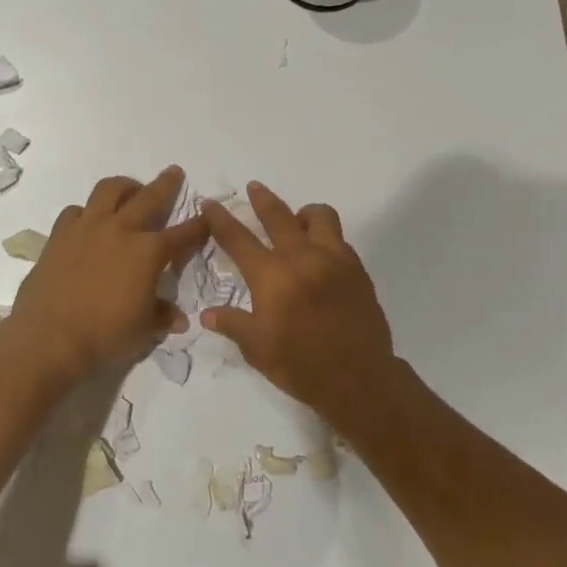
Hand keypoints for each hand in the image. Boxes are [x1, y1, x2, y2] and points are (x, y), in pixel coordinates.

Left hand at [8, 166, 209, 379]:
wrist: (49, 337)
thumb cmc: (104, 335)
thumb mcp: (143, 331)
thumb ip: (162, 316)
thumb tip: (179, 317)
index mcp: (148, 252)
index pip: (183, 234)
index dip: (199, 226)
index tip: (208, 217)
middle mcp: (120, 230)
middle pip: (148, 197)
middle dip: (166, 184)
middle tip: (173, 172)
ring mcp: (87, 227)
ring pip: (108, 190)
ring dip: (124, 186)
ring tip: (130, 190)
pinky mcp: (60, 234)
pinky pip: (76, 211)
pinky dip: (87, 211)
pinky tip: (89, 221)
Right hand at [200, 182, 394, 413]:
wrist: (359, 378)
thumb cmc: (301, 365)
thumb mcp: (257, 349)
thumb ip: (233, 324)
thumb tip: (207, 314)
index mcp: (272, 276)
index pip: (238, 239)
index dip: (221, 219)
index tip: (210, 203)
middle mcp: (302, 257)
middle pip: (278, 216)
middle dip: (262, 199)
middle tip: (254, 188)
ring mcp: (334, 259)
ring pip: (319, 216)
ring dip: (303, 214)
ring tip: (297, 222)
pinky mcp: (357, 269)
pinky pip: (339, 240)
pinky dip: (325, 239)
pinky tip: (320, 255)